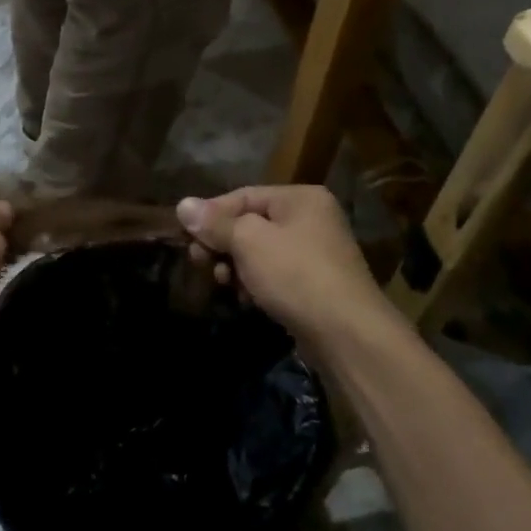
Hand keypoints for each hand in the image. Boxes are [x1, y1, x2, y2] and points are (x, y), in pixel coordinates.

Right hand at [176, 186, 384, 344]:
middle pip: (251, 224)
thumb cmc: (295, 275)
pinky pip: (276, 275)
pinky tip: (247, 300)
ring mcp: (317, 254)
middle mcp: (312, 219)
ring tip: (223, 283)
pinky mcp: (316, 286)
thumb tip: (183, 204)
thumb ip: (215, 223)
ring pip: (261, 252)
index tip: (187, 237)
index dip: (211, 215)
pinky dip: (256, 284)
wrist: (347, 334)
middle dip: (223, 244)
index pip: (243, 196)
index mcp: (300, 199)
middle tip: (200, 263)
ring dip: (236, 267)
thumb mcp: (248, 242)